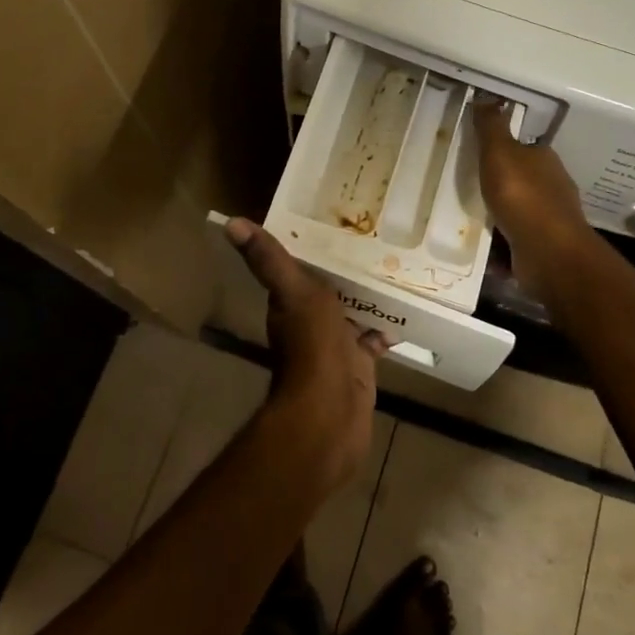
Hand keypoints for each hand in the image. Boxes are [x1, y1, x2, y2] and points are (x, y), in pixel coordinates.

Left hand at [223, 218, 384, 489]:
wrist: (330, 412)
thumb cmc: (312, 346)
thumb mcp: (294, 291)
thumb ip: (269, 260)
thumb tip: (230, 224)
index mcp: (292, 303)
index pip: (302, 268)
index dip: (316, 248)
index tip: (337, 222)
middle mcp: (311, 322)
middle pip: (331, 289)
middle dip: (348, 272)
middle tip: (376, 243)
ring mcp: (336, 346)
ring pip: (354, 313)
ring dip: (369, 297)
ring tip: (395, 269)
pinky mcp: (359, 366)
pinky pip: (373, 341)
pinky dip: (386, 329)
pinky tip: (404, 314)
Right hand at [475, 101, 597, 293]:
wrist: (548, 253)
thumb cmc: (523, 197)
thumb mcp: (500, 152)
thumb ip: (491, 126)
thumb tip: (485, 96)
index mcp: (544, 160)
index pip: (523, 147)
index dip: (501, 149)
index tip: (476, 155)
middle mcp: (551, 188)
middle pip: (520, 180)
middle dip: (497, 184)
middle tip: (464, 187)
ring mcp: (549, 220)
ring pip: (516, 212)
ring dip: (495, 215)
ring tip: (465, 217)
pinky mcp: (541, 248)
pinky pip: (513, 241)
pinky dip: (498, 244)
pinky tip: (478, 246)